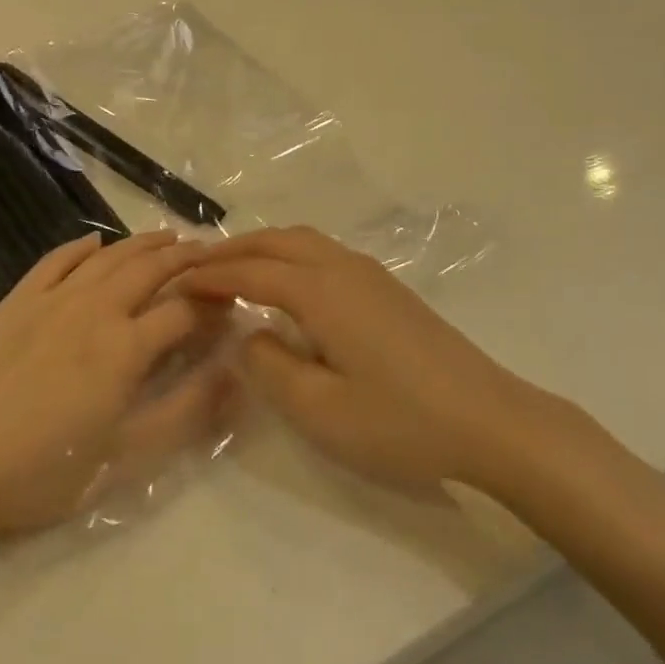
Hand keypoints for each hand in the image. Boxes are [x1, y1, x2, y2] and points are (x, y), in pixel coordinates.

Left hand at [0, 231, 225, 540]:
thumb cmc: (45, 472)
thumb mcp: (127, 458)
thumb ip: (186, 413)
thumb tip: (235, 375)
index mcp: (126, 348)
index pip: (184, 311)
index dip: (213, 306)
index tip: (230, 305)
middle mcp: (95, 310)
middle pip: (150, 270)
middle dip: (185, 258)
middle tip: (208, 250)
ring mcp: (52, 300)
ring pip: (107, 257)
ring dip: (141, 243)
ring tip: (167, 236)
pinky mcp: (16, 302)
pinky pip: (54, 261)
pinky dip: (79, 246)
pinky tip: (94, 241)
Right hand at [183, 227, 539, 492]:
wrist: (490, 420)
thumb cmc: (401, 421)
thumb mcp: (320, 410)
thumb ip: (270, 367)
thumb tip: (249, 334)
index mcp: (321, 291)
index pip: (250, 272)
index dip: (209, 276)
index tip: (174, 284)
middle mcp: (343, 267)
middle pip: (276, 242)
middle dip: (231, 250)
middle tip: (195, 269)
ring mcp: (371, 274)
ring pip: (302, 241)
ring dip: (262, 248)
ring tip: (233, 271)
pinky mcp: (388, 289)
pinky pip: (323, 254)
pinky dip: (289, 256)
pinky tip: (286, 285)